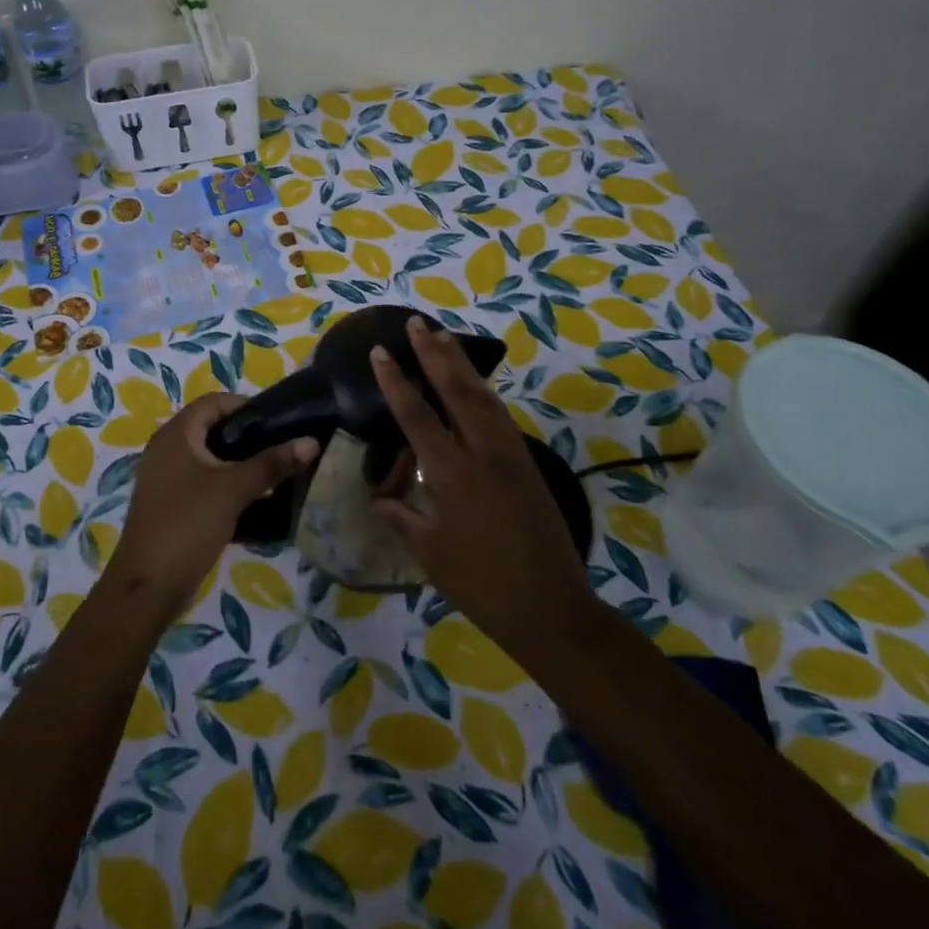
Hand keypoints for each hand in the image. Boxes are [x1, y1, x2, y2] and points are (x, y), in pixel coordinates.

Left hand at [111, 393, 316, 622]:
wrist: (147, 587)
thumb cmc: (187, 524)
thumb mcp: (233, 490)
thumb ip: (272, 463)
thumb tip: (311, 441)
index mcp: (176, 435)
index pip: (214, 402)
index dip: (246, 406)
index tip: (279, 421)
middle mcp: (167, 449)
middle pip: (213, 429)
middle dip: (248, 437)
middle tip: (282, 447)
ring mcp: (167, 478)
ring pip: (211, 458)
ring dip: (240, 463)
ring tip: (275, 473)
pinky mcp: (172, 504)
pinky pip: (205, 483)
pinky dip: (228, 486)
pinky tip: (255, 501)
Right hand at [371, 316, 595, 656]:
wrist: (550, 606)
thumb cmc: (480, 584)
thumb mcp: (430, 555)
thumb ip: (403, 519)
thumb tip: (379, 499)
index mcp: (451, 474)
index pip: (416, 416)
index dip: (395, 382)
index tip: (380, 351)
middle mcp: (482, 453)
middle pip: (456, 390)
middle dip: (434, 353)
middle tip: (417, 323)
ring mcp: (509, 454)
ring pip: (483, 396)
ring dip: (462, 364)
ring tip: (444, 338)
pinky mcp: (527, 462)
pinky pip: (500, 415)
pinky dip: (483, 391)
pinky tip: (475, 384)